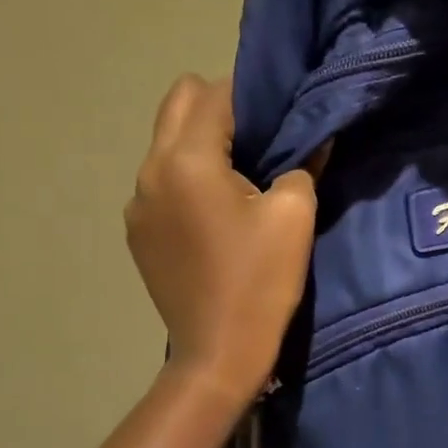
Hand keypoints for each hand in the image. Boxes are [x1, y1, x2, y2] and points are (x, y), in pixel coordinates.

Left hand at [124, 76, 318, 405]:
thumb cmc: (260, 280)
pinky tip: (216, 212)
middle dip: (219, 107)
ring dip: (201, 142)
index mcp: (186, 160)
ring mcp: (137, 203)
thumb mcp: (295, 214)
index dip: (252, 93)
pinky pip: (161, 180)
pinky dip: (188, 176)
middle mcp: (150, 171)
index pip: (214, 94)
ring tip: (239, 175)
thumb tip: (311, 137)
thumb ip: (302, 162)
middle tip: (260, 138)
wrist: (217, 354)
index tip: (281, 110)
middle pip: (178, 103)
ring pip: (166, 142)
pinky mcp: (137, 231)